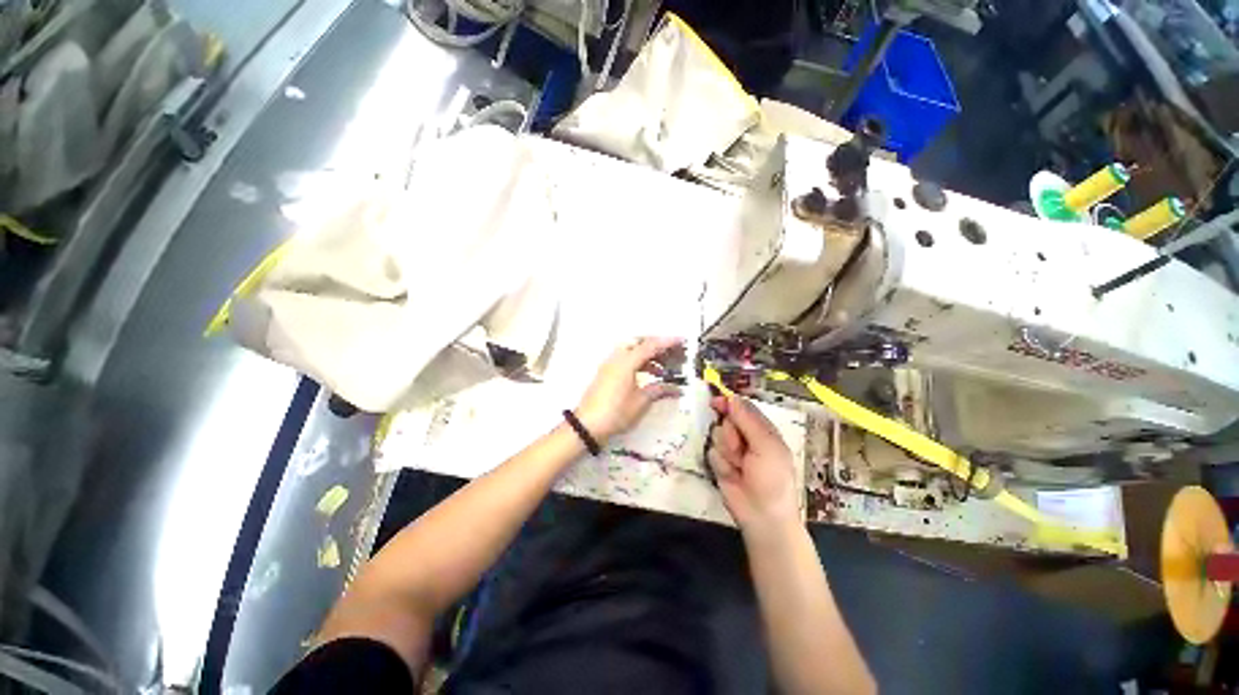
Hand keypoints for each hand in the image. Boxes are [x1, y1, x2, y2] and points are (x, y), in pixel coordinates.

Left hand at [575, 337, 683, 440]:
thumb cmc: (616, 412)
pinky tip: (648, 375)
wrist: (588, 424)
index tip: (682, 341)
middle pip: (639, 343)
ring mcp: (610, 364)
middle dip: (657, 346)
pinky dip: (638, 362)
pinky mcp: (606, 373)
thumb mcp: (641, 402)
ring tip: (663, 368)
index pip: (650, 346)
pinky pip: (625, 359)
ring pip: (632, 351)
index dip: (667, 342)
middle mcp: (617, 358)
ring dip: (648, 355)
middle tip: (672, 353)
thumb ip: (658, 390)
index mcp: (627, 362)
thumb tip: (675, 388)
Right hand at [707, 395, 799, 534]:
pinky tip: (731, 475)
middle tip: (740, 450)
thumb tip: (731, 397)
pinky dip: (721, 464)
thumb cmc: (772, 478)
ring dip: (726, 451)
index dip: (729, 403)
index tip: (715, 402)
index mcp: (762, 430)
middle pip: (726, 421)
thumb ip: (748, 420)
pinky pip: (712, 453)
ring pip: (717, 436)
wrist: (761, 515)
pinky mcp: (720, 463)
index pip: (742, 408)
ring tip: (739, 467)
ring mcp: (732, 450)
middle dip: (730, 434)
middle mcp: (746, 437)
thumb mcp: (766, 446)